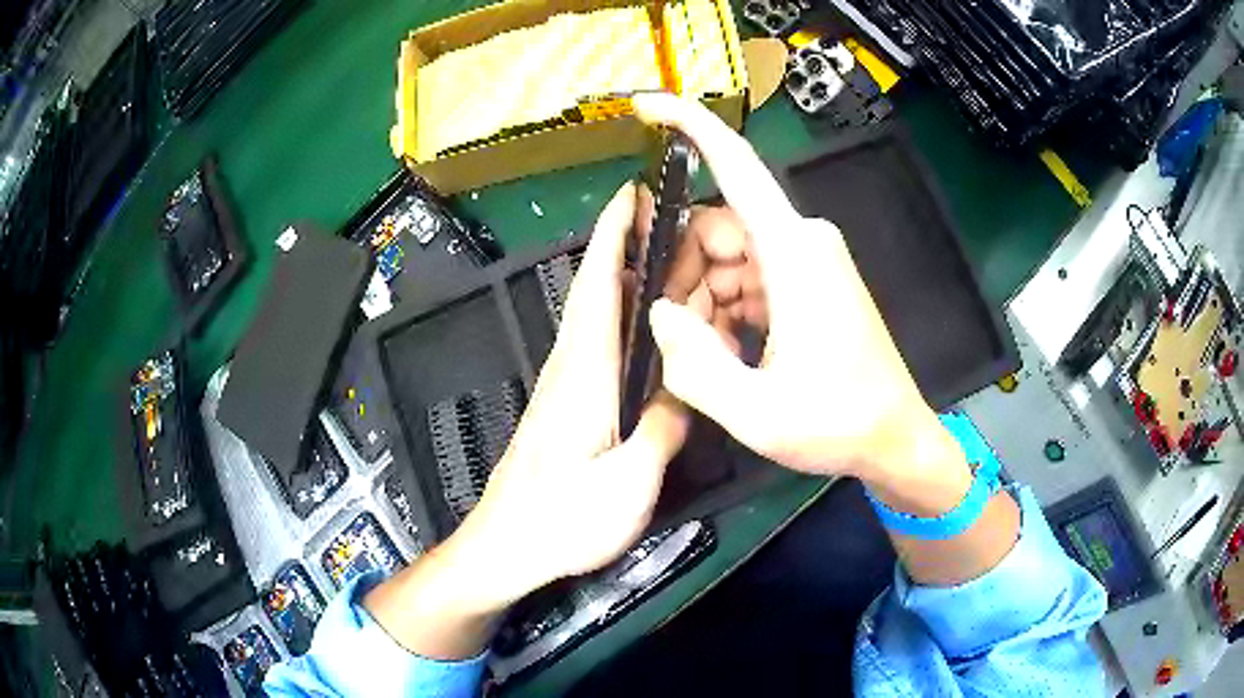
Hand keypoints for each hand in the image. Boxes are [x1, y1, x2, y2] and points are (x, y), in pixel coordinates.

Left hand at [365, 183, 689, 658]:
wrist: (506, 546)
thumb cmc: (561, 520)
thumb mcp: (628, 482)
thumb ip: (662, 428)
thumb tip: (686, 388)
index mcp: (586, 371)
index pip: (600, 282)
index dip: (614, 231)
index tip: (632, 190)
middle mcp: (573, 364)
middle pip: (600, 287)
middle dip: (631, 242)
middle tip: (678, 217)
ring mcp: (567, 382)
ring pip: (602, 312)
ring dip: (633, 277)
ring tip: (681, 260)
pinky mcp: (568, 402)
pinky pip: (604, 341)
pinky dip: (629, 317)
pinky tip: (657, 327)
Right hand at [634, 93, 968, 513]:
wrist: (894, 438)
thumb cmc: (837, 424)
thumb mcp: (754, 413)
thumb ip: (692, 365)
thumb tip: (659, 313)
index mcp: (793, 252)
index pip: (735, 163)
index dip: (689, 125)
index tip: (645, 106)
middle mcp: (801, 240)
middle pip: (716, 225)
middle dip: (684, 273)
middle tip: (680, 338)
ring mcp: (807, 259)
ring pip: (729, 254)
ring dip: (705, 298)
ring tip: (712, 359)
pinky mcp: (809, 279)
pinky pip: (750, 274)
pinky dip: (728, 306)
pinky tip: (731, 352)